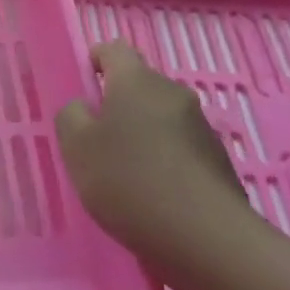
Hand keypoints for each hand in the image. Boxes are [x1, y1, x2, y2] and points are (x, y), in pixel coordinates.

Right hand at [55, 42, 258, 279]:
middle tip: (94, 138)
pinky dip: (162, 161)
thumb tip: (83, 107)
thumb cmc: (130, 181)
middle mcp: (173, 94)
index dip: (94, 61)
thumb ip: (71, 117)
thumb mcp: (76, 148)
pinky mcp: (219, 162)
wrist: (207, 240)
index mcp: (137, 82)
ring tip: (122, 173)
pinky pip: (179, 148)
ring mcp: (201, 128)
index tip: (82, 86)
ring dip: (141, 134)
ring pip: (160, 118)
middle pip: (139, 85)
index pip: (113, 50)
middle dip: (116, 104)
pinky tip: (150, 195)